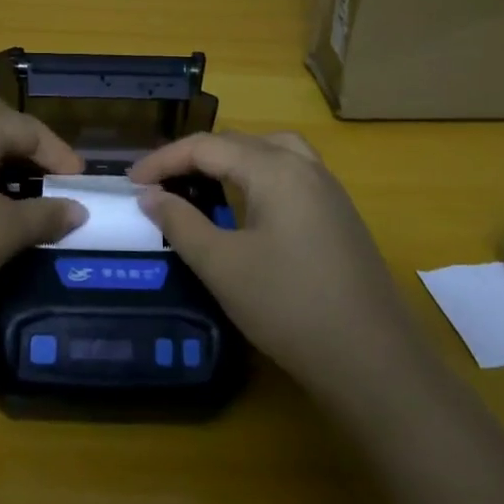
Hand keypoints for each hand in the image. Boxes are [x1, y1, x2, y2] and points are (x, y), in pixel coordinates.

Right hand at [130, 131, 412, 393]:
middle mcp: (305, 167)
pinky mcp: (340, 217)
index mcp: (275, 169)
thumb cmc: (289, 307)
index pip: (207, 146)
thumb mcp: (222, 266)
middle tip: (160, 182)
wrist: (373, 361)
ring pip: (271, 152)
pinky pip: (291, 174)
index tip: (130, 182)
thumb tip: (150, 196)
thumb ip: (180, 224)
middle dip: (195, 156)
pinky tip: (248, 207)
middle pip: (240, 142)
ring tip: (203, 182)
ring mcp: (329, 191)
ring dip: (231, 160)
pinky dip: (258, 175)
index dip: (163, 160)